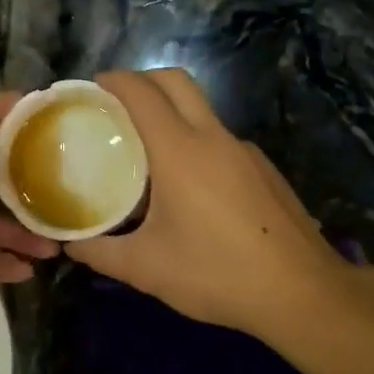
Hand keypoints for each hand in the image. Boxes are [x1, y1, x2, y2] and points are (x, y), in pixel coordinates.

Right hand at [66, 70, 366, 339]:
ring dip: (171, 114)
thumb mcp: (146, 268)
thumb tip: (71, 245)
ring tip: (146, 155)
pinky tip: (189, 190)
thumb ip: (100, 253)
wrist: (303, 293)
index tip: (92, 89)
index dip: (114, 80)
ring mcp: (245, 152)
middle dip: (143, 80)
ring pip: (202, 111)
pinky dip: (195, 144)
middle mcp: (214, 138)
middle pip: (176, 82)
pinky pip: (221, 141)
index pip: (142, 92)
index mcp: (180, 150)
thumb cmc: (217, 273)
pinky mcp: (264, 171)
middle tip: (116, 107)